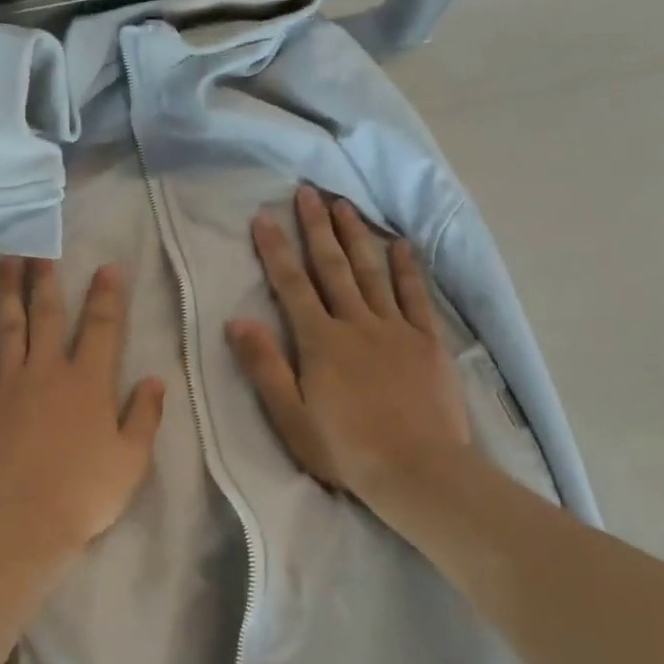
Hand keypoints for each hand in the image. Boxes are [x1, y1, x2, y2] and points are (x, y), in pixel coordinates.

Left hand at [0, 257, 165, 553]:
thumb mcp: (131, 459)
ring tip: (4, 262)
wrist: (25, 522)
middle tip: (41, 249)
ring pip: (6, 329)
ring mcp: (7, 385)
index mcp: (87, 382)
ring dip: (5, 293)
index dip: (106, 295)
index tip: (106, 267)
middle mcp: (46, 372)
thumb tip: (153, 378)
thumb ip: (144, 415)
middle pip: (46, 316)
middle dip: (47, 281)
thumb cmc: (86, 493)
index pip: (100, 327)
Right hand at [228, 186, 472, 501]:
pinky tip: (401, 245)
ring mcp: (395, 329)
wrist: (419, 471)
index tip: (263, 217)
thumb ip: (264, 366)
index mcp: (319, 341)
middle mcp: (356, 324)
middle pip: (333, 267)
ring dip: (356, 236)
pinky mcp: (426, 342)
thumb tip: (237, 321)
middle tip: (308, 192)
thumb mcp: (290, 416)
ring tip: (345, 205)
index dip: (276, 249)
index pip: (291, 285)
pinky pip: (414, 296)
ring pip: (372, 272)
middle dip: (317, 228)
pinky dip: (406, 268)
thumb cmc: (345, 449)